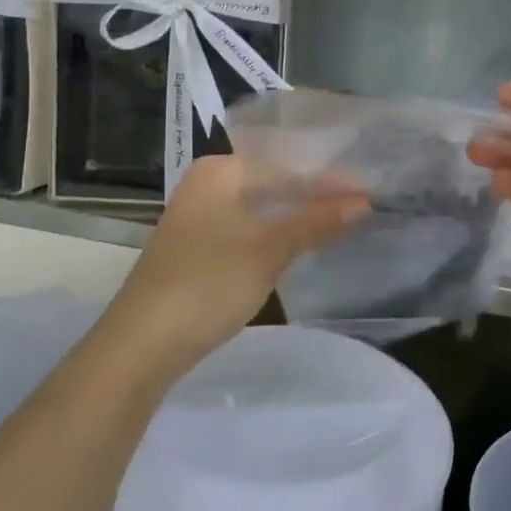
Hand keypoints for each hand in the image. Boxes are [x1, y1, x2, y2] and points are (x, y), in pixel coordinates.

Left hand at [103, 154, 368, 377]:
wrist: (141, 345)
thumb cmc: (208, 284)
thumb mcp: (269, 250)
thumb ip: (316, 222)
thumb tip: (364, 203)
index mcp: (220, 172)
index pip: (287, 164)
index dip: (329, 178)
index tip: (368, 189)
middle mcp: (208, 185)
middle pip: (274, 182)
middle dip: (316, 195)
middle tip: (362, 204)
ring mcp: (201, 217)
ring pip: (263, 206)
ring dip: (300, 215)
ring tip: (343, 219)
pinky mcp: (200, 247)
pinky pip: (251, 227)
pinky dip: (279, 232)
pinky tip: (304, 241)